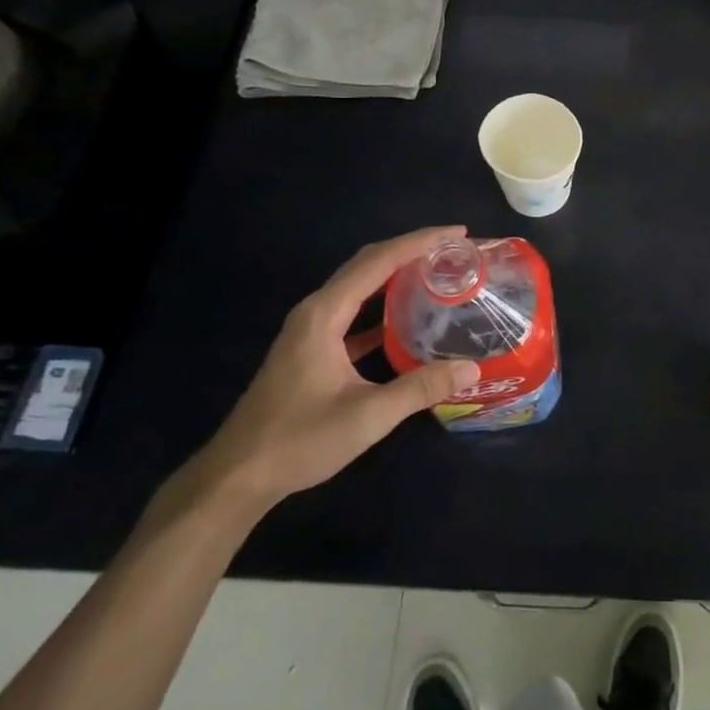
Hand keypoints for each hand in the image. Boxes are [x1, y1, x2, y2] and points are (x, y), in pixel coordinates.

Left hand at [191, 227, 479, 509]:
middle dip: (410, 249)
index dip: (419, 242)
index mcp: (325, 314)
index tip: (457, 233)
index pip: (378, 261)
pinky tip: (405, 316)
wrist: (237, 476)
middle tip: (452, 249)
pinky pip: (352, 311)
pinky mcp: (311, 348)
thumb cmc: (299, 440)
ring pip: (359, 286)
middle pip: (367, 264)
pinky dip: (381, 304)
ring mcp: (310, 329)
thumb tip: (472, 368)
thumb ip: (420, 388)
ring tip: (435, 272)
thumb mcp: (367, 416)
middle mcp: (316, 311)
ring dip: (395, 273)